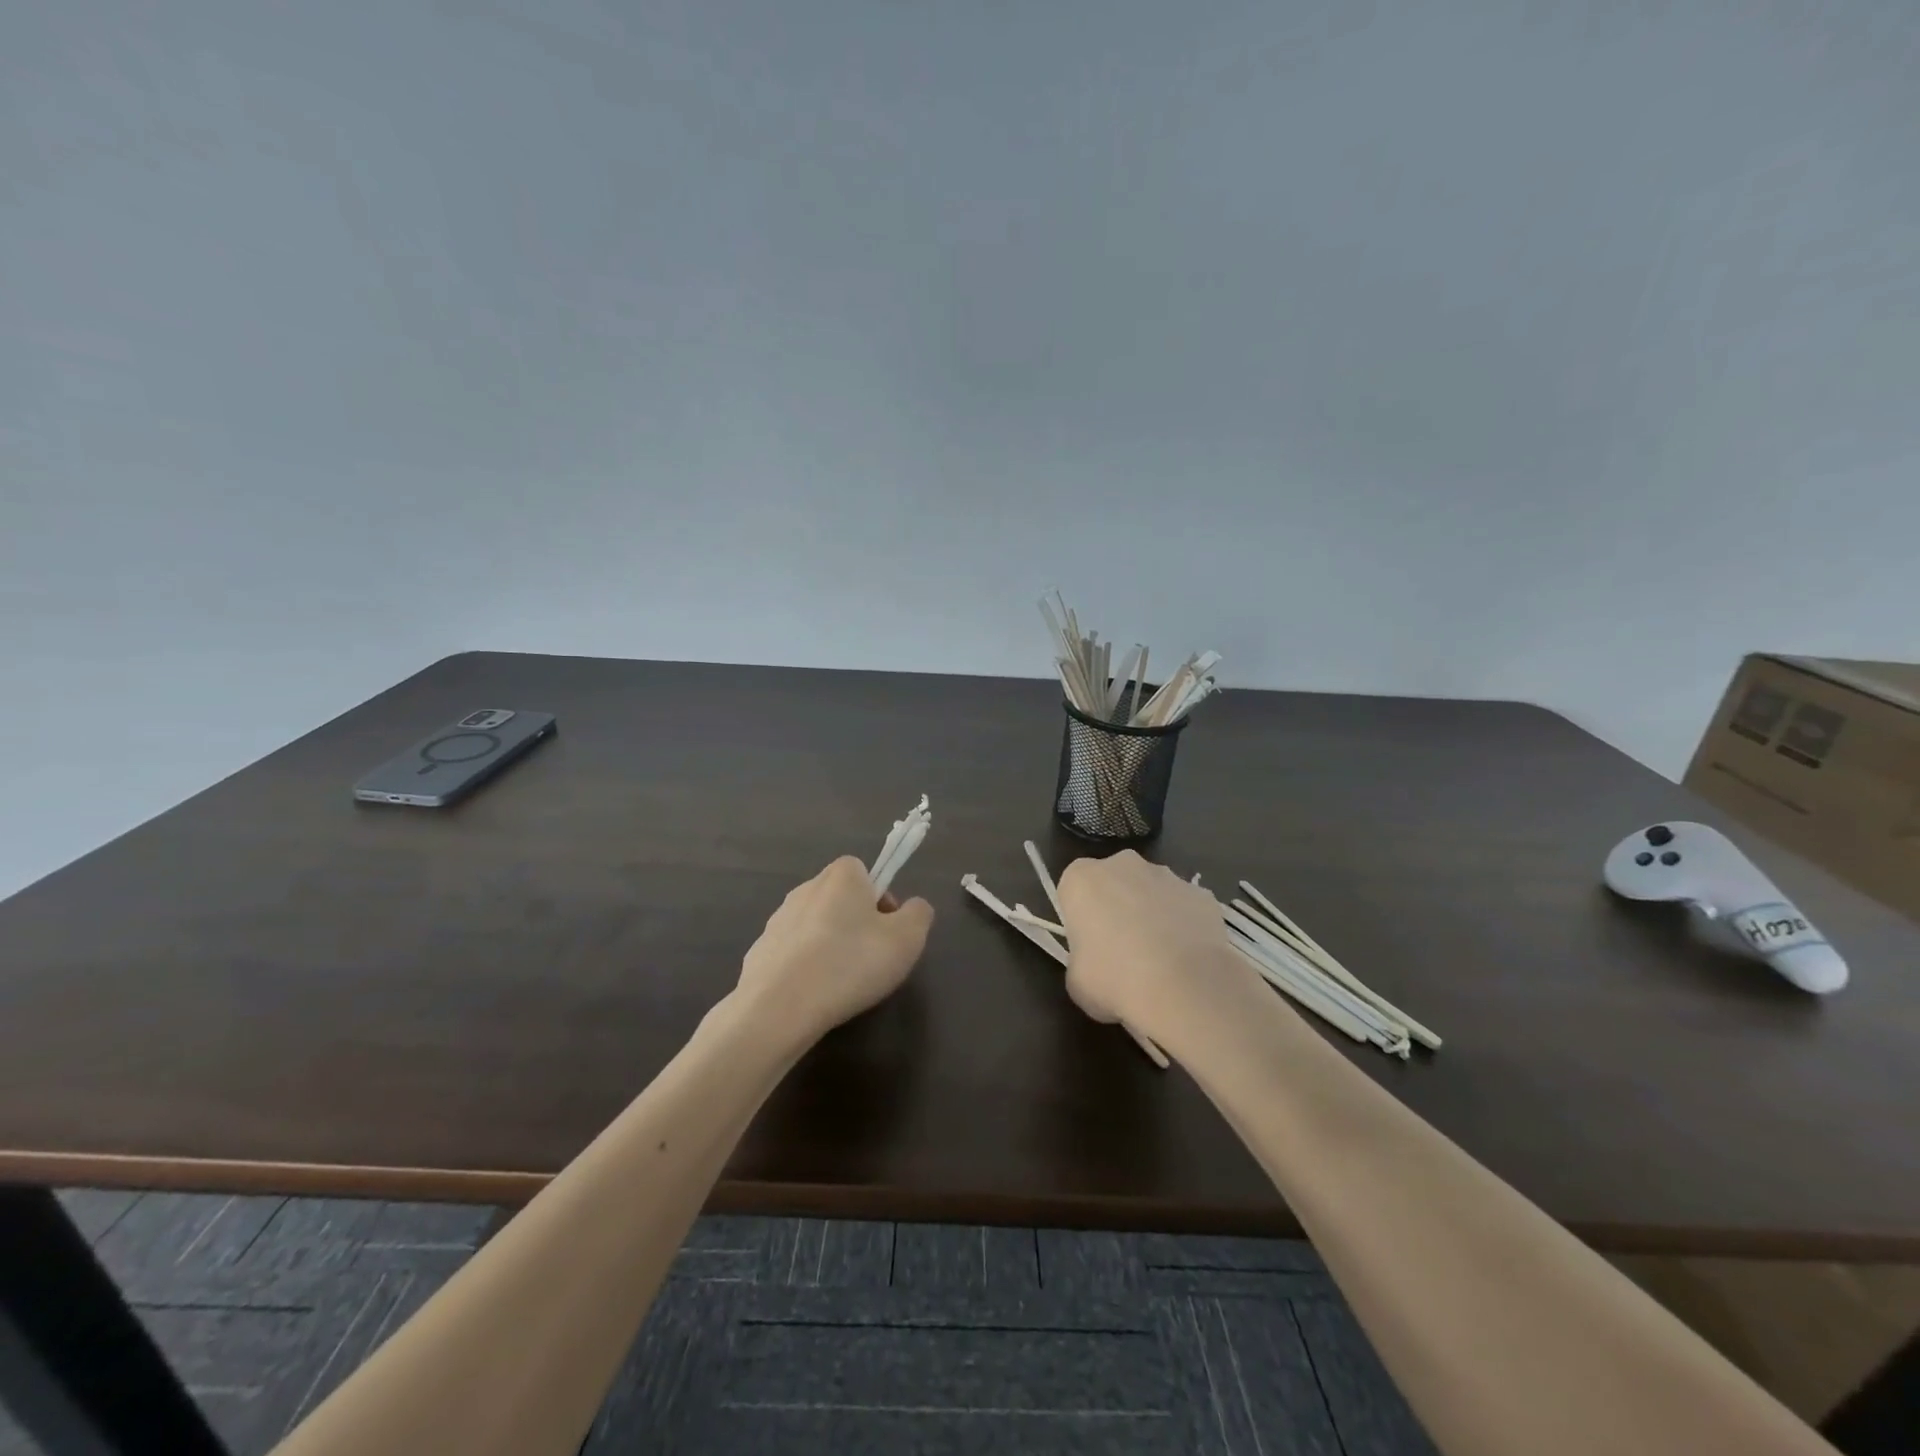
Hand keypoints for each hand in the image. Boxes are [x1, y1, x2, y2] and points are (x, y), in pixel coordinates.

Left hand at [735, 856, 934, 1045]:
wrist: (778, 1008)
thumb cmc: (851, 963)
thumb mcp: (907, 939)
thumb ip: (919, 914)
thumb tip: (912, 908)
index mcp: (841, 876)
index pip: (866, 872)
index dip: (882, 899)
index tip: (888, 932)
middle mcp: (806, 888)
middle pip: (841, 899)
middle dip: (857, 924)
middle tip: (870, 960)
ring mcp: (777, 920)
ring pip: (816, 927)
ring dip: (830, 947)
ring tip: (841, 984)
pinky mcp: (759, 952)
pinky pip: (793, 955)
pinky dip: (805, 969)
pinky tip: (812, 996)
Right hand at [1057, 850, 1253, 1038]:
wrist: (1183, 987)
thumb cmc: (1114, 979)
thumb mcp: (1076, 982)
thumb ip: (1081, 961)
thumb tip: (1098, 966)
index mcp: (1081, 879)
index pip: (1073, 890)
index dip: (1080, 918)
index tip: (1088, 945)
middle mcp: (1122, 865)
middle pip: (1113, 883)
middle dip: (1117, 908)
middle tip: (1122, 952)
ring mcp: (1165, 875)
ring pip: (1151, 892)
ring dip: (1152, 914)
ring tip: (1161, 961)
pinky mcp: (1201, 893)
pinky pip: (1185, 907)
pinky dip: (1185, 926)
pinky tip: (1188, 960)